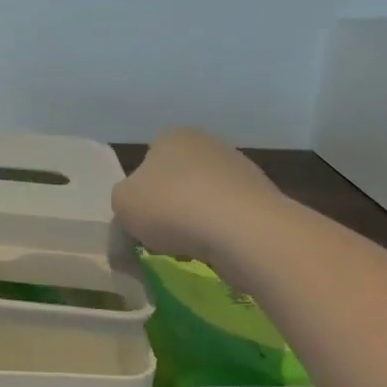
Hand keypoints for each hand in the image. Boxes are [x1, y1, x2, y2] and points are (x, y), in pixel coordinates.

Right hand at [112, 127, 283, 261]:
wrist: (243, 231)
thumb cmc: (171, 207)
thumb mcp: (122, 205)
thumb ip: (123, 202)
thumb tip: (136, 208)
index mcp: (172, 137)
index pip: (148, 161)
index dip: (141, 191)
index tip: (140, 217)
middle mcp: (208, 144)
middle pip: (178, 179)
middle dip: (171, 205)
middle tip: (162, 234)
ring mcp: (241, 170)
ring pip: (206, 199)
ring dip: (197, 220)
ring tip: (191, 247)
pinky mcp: (264, 199)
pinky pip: (231, 218)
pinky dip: (222, 233)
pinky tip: (217, 250)